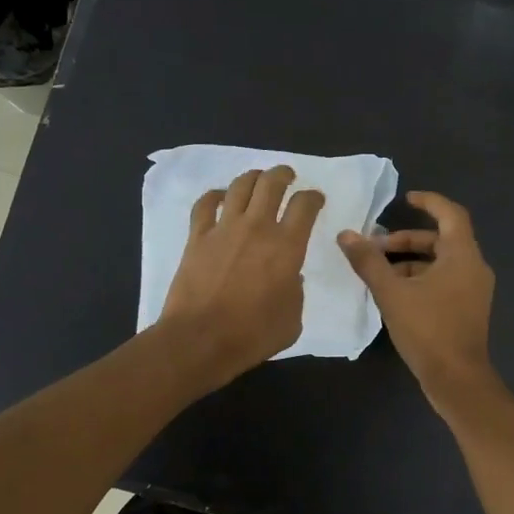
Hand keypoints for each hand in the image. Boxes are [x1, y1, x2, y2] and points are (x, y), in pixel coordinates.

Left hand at [158, 165, 324, 389]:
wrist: (201, 339)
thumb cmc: (253, 335)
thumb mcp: (292, 319)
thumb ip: (296, 291)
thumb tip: (290, 276)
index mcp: (287, 247)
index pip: (305, 206)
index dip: (313, 197)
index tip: (316, 198)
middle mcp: (257, 228)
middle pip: (271, 183)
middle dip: (283, 174)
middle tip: (287, 176)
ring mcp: (223, 229)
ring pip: (239, 186)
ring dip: (252, 177)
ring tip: (258, 180)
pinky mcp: (197, 237)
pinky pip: (204, 204)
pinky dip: (214, 195)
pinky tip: (219, 197)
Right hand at [338, 190, 498, 415]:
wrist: (456, 379)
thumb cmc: (428, 330)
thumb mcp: (392, 293)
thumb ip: (369, 262)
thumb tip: (346, 235)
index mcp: (463, 256)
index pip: (450, 214)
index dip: (429, 202)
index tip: (406, 198)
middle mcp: (474, 267)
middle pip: (442, 240)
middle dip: (408, 240)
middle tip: (377, 246)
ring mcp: (474, 290)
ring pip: (442, 263)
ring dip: (411, 262)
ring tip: (379, 272)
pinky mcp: (468, 309)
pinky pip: (445, 281)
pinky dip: (421, 279)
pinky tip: (395, 294)